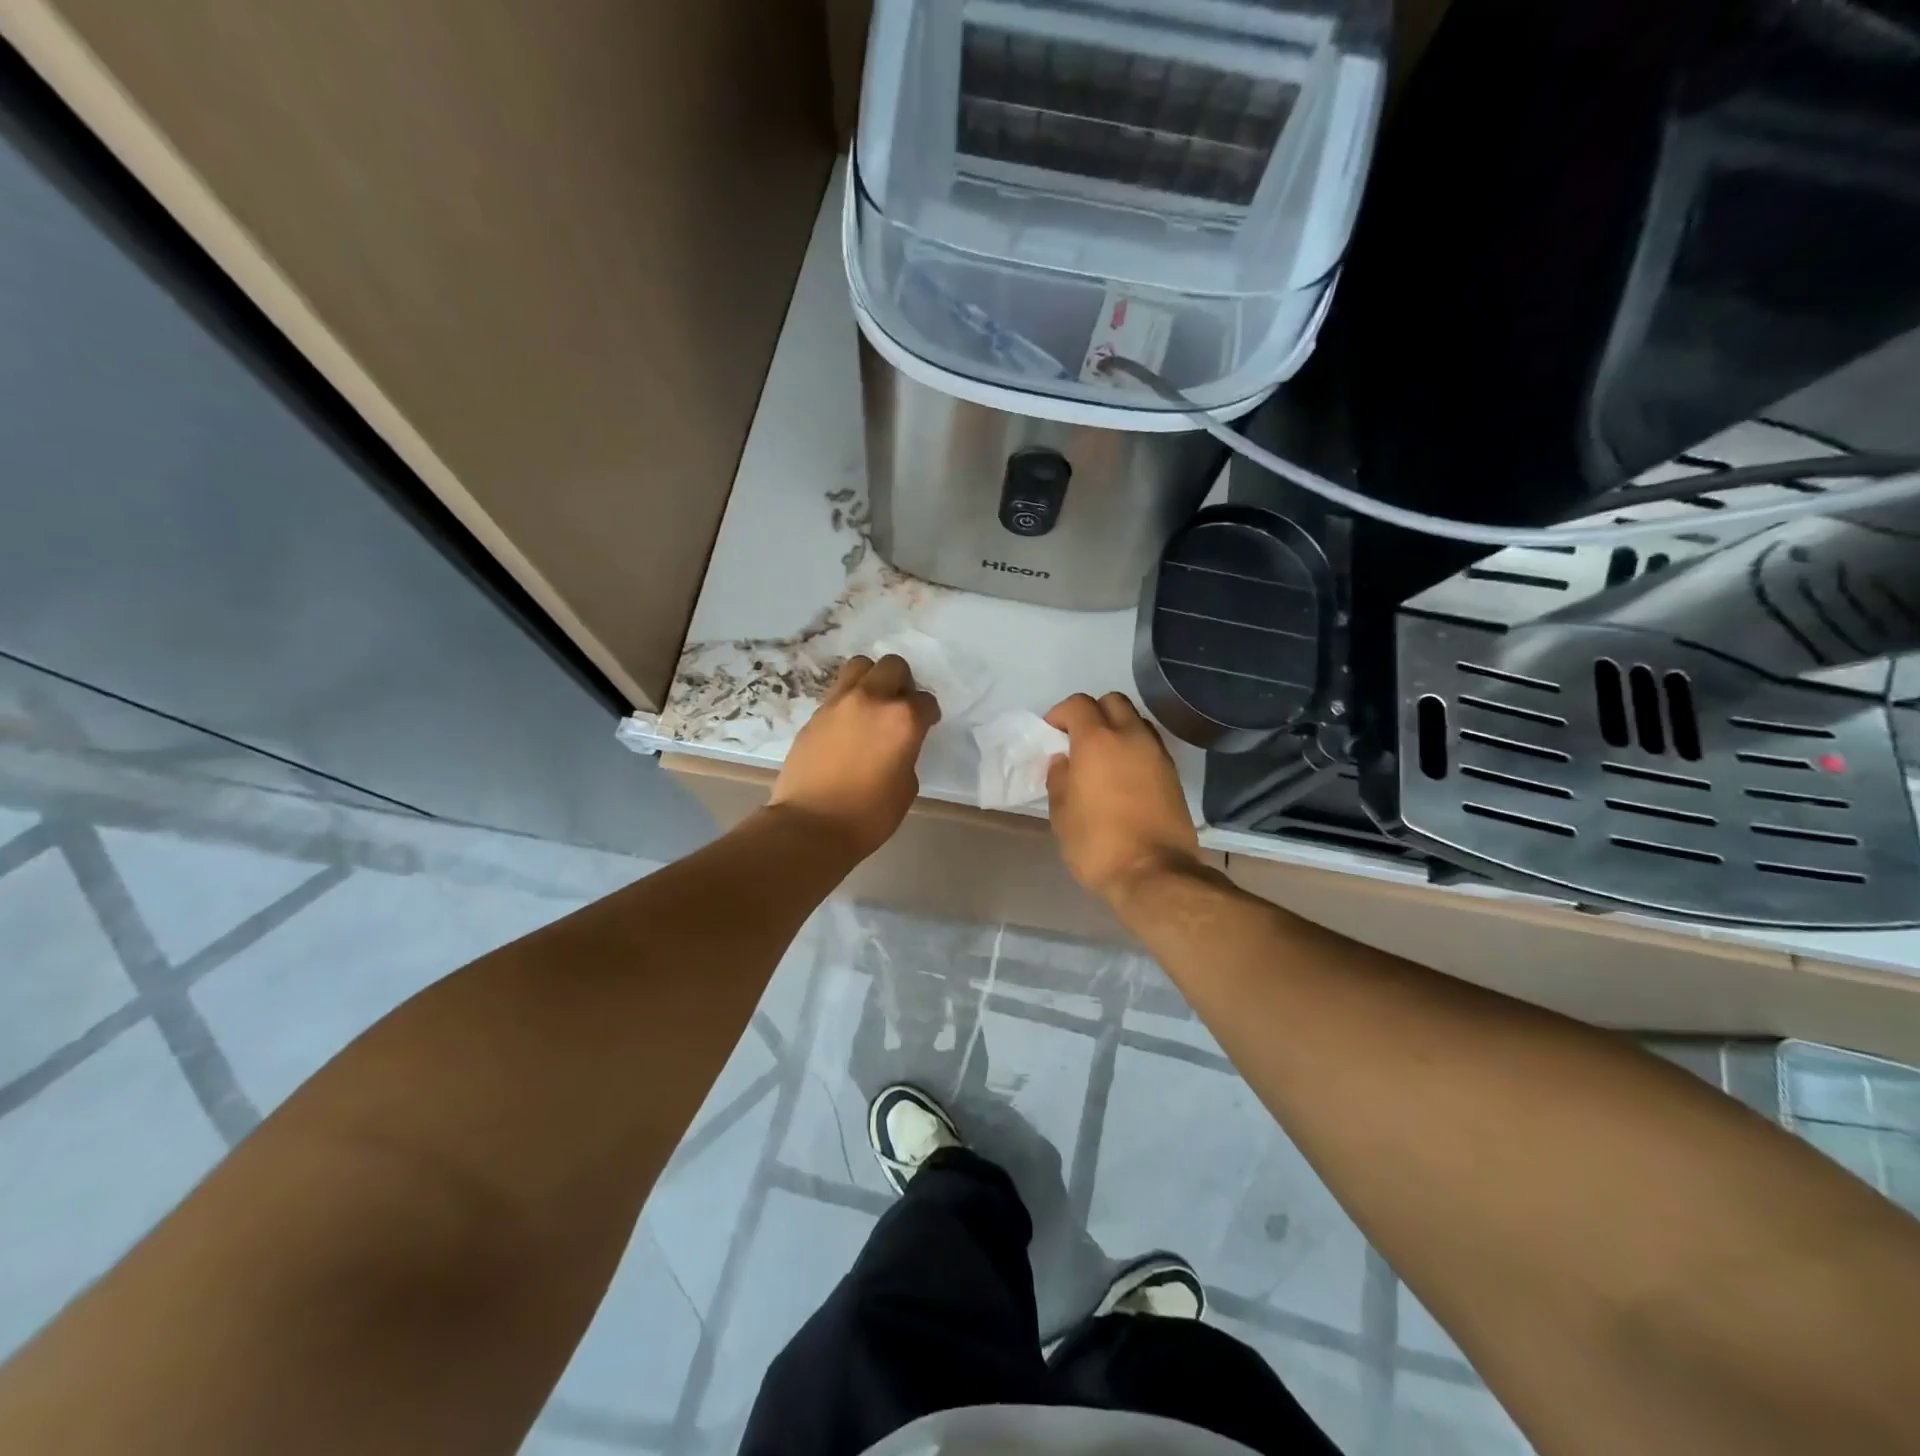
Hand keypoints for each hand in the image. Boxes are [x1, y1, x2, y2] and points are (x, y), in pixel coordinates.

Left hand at [767, 655, 939, 860]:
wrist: (811, 826)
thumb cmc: (869, 814)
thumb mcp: (906, 786)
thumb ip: (907, 752)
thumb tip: (897, 744)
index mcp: (903, 719)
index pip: (925, 701)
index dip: (928, 715)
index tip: (926, 726)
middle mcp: (872, 699)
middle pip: (893, 666)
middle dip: (902, 682)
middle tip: (900, 707)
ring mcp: (839, 703)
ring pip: (860, 666)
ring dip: (872, 679)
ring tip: (872, 706)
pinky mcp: (815, 714)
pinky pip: (838, 692)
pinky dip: (849, 701)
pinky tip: (848, 726)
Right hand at [1044, 692, 1203, 901]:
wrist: (1155, 873)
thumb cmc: (1098, 844)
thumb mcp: (1062, 816)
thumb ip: (1059, 780)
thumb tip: (1064, 762)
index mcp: (1097, 742)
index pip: (1078, 704)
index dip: (1060, 713)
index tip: (1052, 733)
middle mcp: (1131, 737)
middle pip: (1113, 702)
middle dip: (1093, 713)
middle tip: (1078, 739)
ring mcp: (1157, 754)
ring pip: (1135, 721)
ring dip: (1117, 728)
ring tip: (1103, 758)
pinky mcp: (1173, 774)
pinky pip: (1149, 745)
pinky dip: (1134, 749)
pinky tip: (1123, 776)